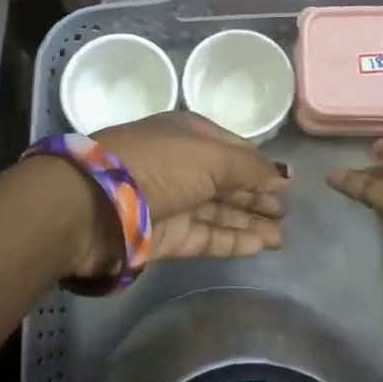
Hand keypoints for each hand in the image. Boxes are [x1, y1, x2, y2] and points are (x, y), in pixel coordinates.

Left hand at [75, 112, 288, 274]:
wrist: (93, 204)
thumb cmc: (157, 166)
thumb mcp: (211, 156)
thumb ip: (250, 167)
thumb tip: (284, 175)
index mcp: (188, 134)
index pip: (233, 148)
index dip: (261, 165)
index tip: (289, 183)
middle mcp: (181, 165)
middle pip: (227, 182)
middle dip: (257, 196)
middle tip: (289, 214)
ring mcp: (172, 202)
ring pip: (218, 212)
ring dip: (250, 222)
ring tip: (282, 237)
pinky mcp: (164, 236)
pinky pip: (205, 236)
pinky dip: (232, 240)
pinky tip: (259, 246)